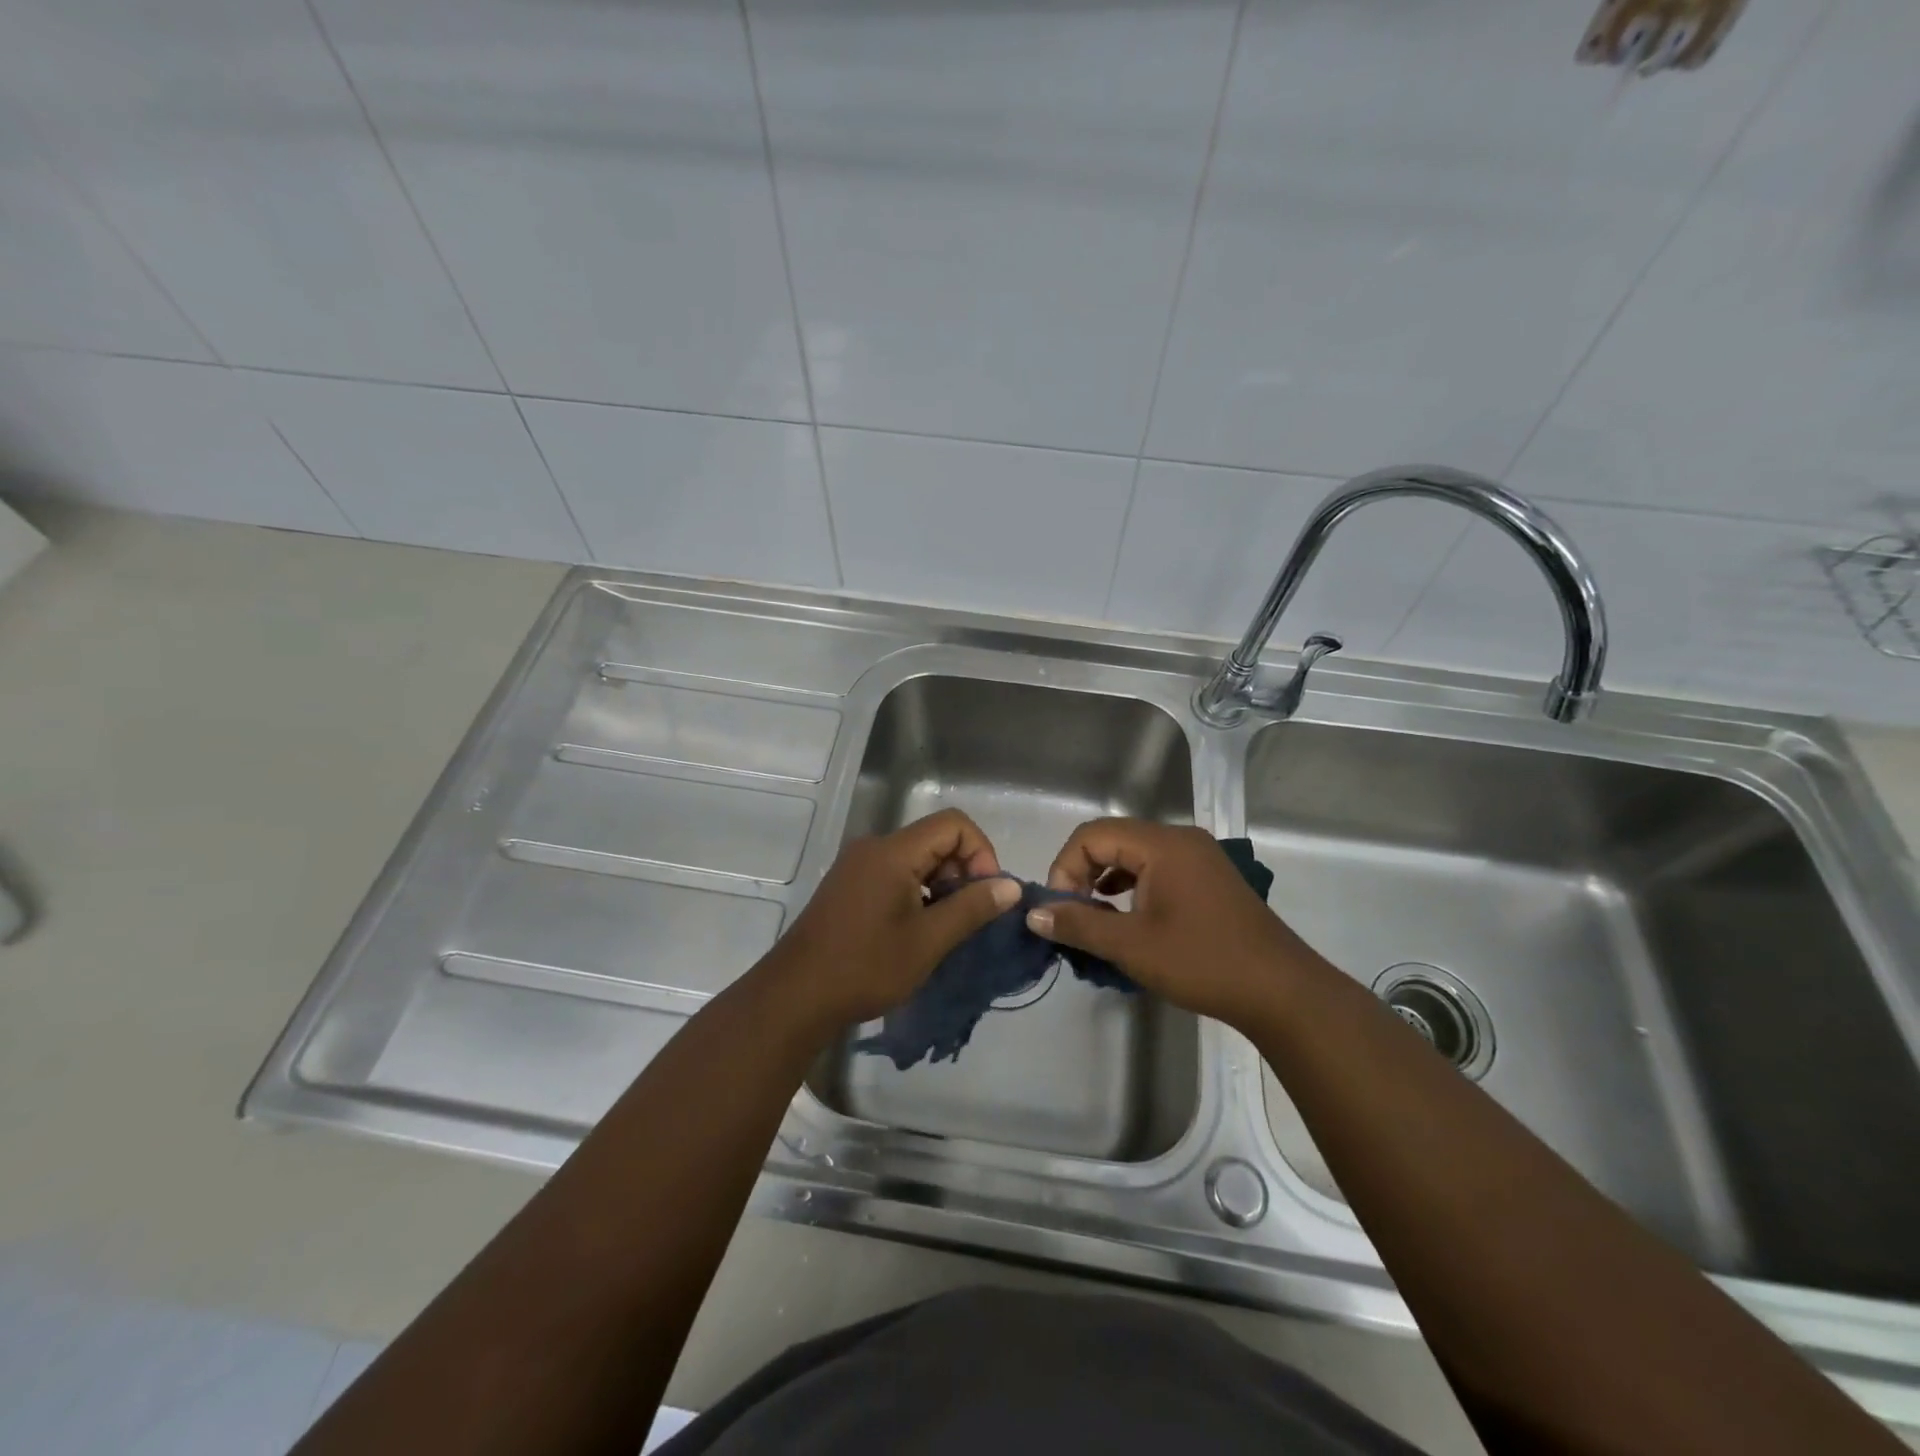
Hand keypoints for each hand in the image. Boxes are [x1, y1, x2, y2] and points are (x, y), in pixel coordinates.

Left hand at [768, 809, 1020, 1029]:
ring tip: (945, 928)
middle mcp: (874, 847)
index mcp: (893, 851)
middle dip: (963, 871)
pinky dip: (919, 892)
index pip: (954, 824)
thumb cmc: (865, 967)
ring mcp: (859, 865)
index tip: (986, 894)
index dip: (981, 852)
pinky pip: (897, 873)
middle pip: (936, 838)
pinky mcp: (850, 884)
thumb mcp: (928, 941)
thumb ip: (972, 908)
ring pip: (917, 858)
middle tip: (969, 917)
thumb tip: (1011, 886)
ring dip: (942, 885)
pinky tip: (918, 930)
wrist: (795, 996)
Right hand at [1028, 819, 1322, 1028]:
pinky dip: (1131, 885)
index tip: (1060, 910)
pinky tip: (1127, 916)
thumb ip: (1079, 924)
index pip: (1092, 835)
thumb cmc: (1202, 962)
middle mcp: (1180, 839)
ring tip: (1095, 918)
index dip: (1065, 868)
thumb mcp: (1132, 946)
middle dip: (1082, 873)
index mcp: (1162, 844)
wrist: (1281, 991)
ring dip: (1105, 879)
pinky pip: (1156, 868)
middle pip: (1112, 839)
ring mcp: (1198, 857)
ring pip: (1133, 854)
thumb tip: (1034, 914)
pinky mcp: (1208, 878)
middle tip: (1073, 915)